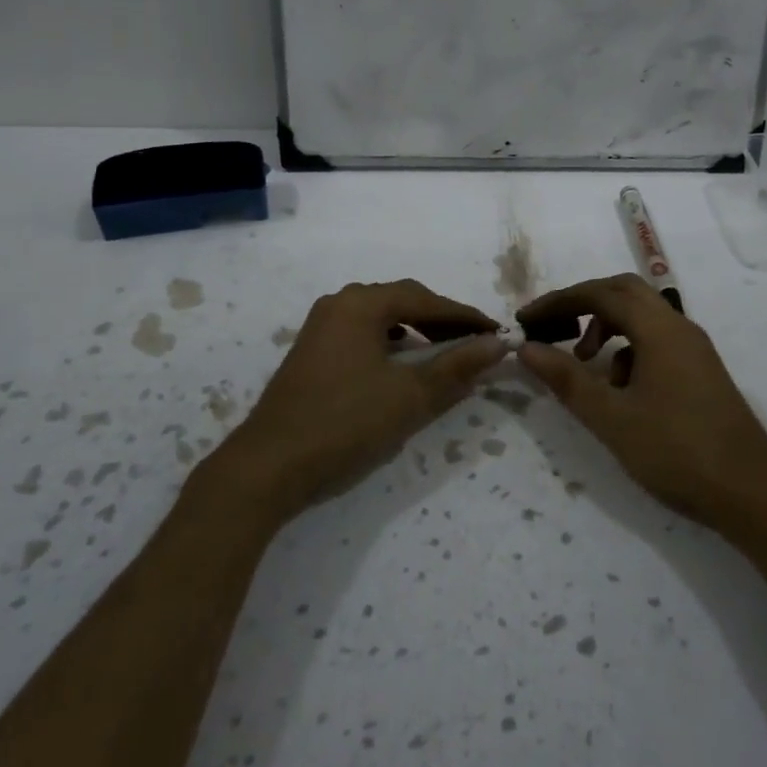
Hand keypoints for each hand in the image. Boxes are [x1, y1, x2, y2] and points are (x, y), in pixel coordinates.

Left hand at [215, 280, 507, 522]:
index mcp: (360, 304)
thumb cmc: (345, 423)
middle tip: (474, 342)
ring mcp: (320, 329)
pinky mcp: (311, 354)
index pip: (425, 300)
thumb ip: (456, 367)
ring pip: (380, 319)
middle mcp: (338, 305)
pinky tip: (400, 367)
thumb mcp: (410, 396)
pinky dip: (390, 345)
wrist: (268, 467)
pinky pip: (362, 336)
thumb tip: (497, 345)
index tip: (496, 333)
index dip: (465, 316)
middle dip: (441, 321)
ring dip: (415, 332)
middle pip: (401, 302)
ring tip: (443, 354)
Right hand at [515, 274, 766, 538]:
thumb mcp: (612, 418)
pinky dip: (628, 351)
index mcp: (660, 330)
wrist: (754, 495)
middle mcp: (680, 328)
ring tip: (582, 362)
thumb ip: (567, 379)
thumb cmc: (678, 452)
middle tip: (551, 327)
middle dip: (583, 304)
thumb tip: (526, 348)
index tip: (526, 319)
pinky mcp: (701, 372)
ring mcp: (695, 350)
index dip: (559, 301)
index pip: (601, 293)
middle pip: (625, 293)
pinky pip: (657, 342)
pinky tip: (619, 390)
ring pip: (642, 318)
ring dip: (606, 328)